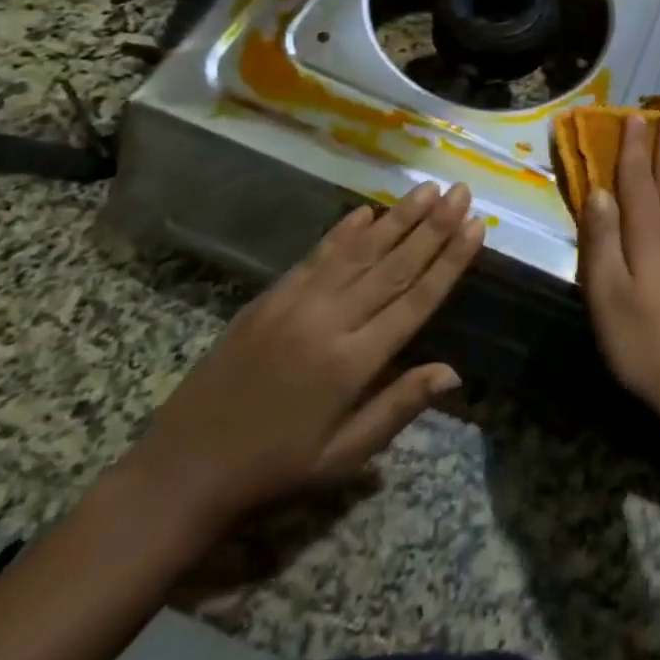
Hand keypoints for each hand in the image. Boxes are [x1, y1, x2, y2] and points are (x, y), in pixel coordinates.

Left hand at [120, 181, 483, 537]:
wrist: (182, 470)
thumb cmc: (274, 469)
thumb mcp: (342, 456)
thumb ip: (398, 406)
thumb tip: (454, 372)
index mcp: (353, 362)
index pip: (416, 299)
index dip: (450, 261)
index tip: (476, 227)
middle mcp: (331, 321)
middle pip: (394, 264)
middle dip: (434, 226)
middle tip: (462, 192)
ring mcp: (298, 304)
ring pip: (360, 251)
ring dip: (398, 218)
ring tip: (429, 189)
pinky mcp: (271, 297)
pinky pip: (318, 256)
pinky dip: (345, 232)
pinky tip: (368, 211)